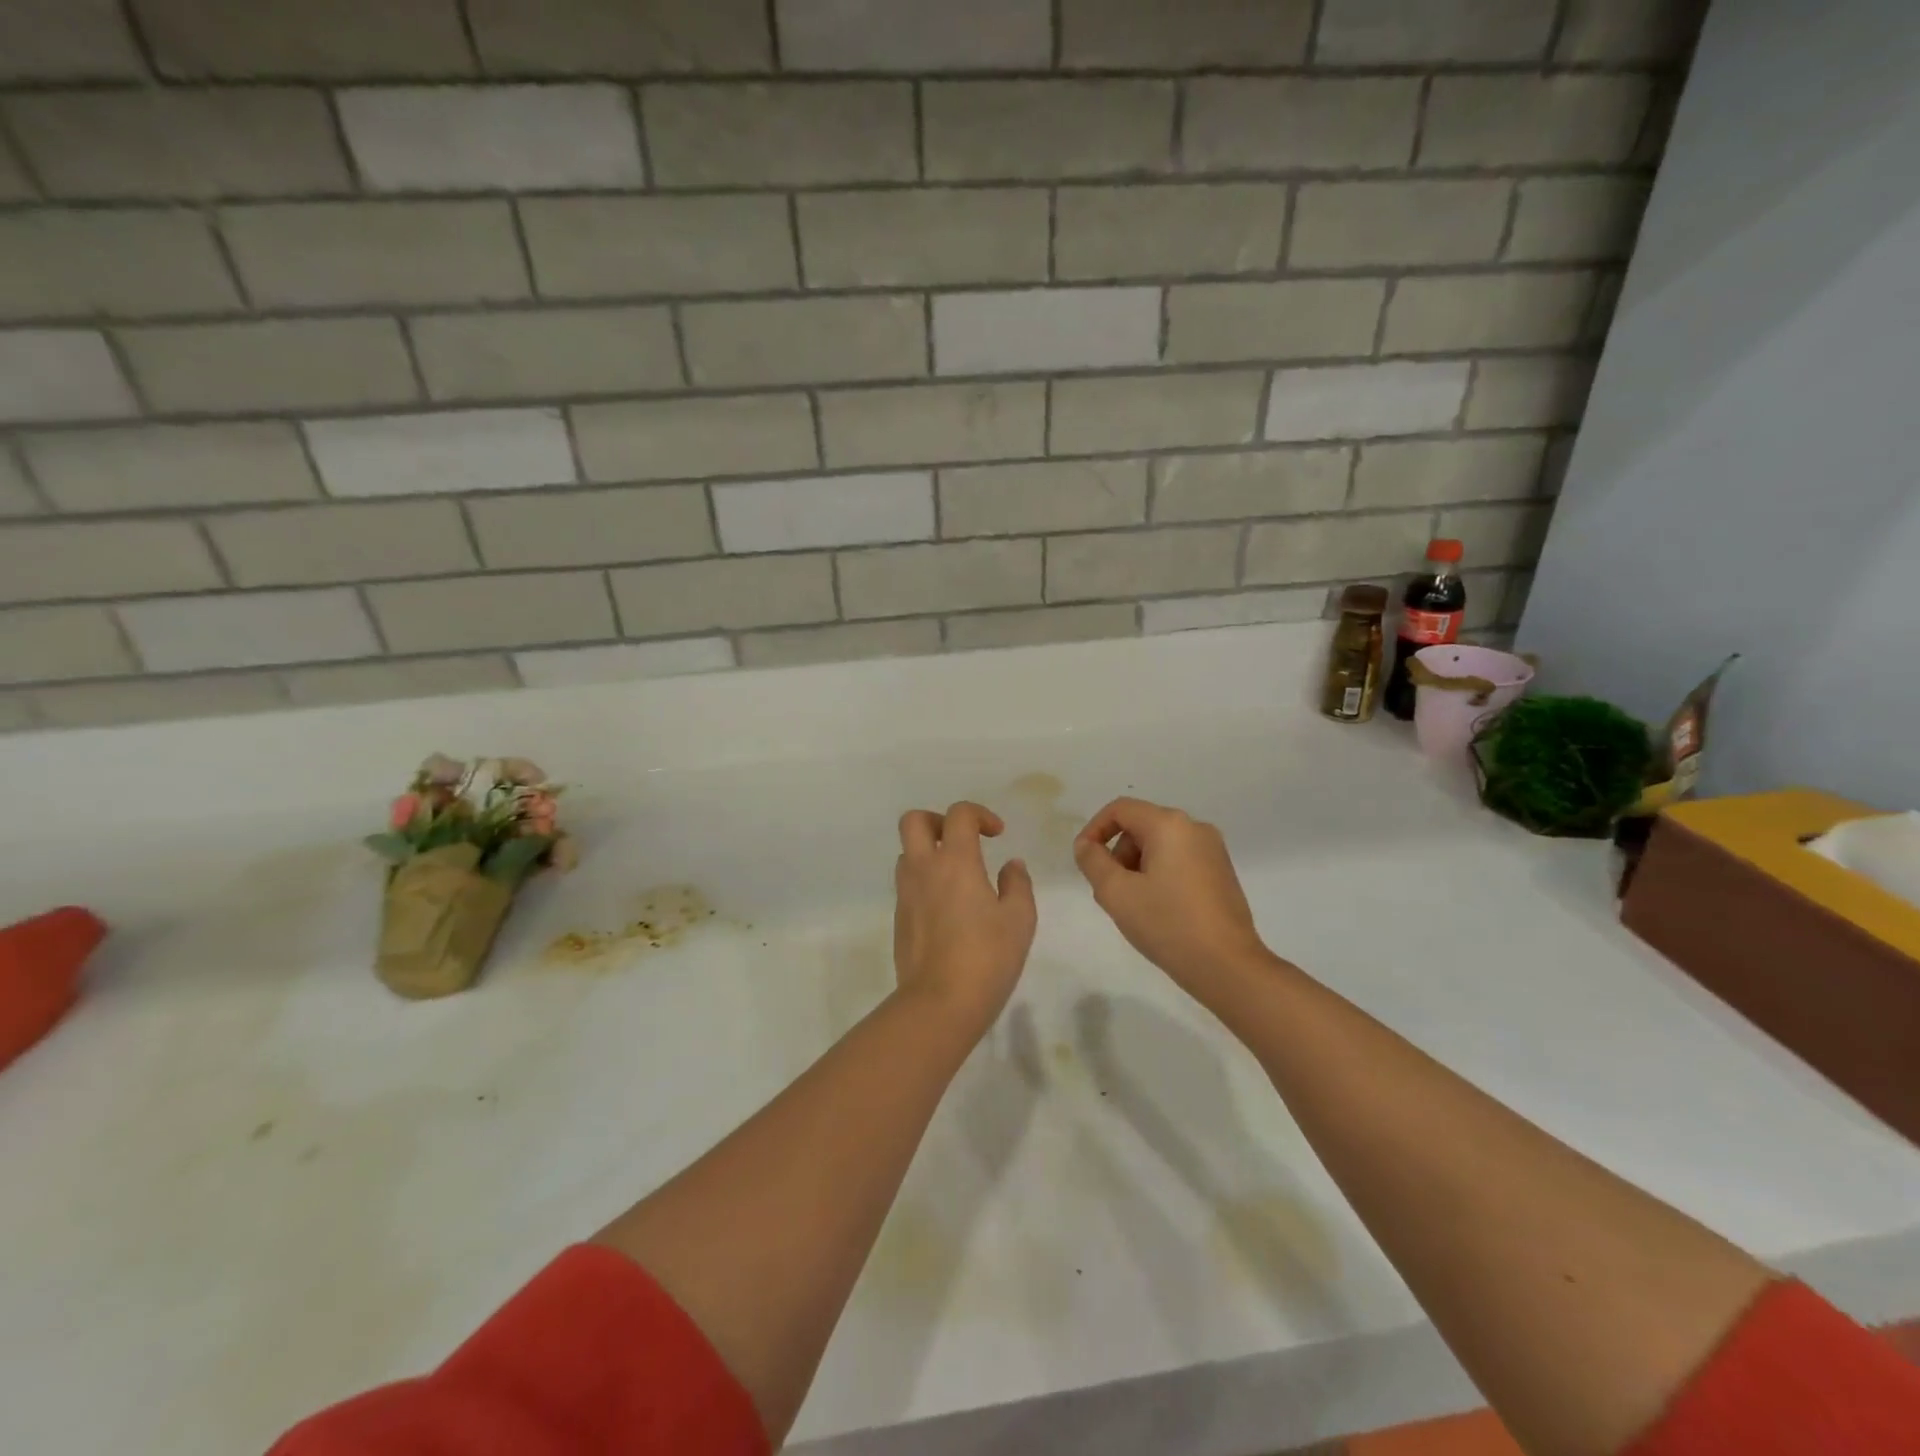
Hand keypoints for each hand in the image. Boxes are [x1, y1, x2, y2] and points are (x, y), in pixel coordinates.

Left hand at [893, 802, 1037, 1029]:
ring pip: (907, 853)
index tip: (997, 835)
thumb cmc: (987, 957)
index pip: (959, 814)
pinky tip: (949, 909)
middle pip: (914, 821)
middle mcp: (923, 869)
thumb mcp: (1019, 920)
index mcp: (955, 861)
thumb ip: (1018, 885)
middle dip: (938, 821)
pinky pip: (907, 884)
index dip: (979, 814)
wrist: (939, 1003)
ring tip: (958, 877)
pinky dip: (925, 882)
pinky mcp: (899, 919)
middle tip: (963, 842)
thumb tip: (1011, 866)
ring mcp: (906, 894)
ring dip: (929, 853)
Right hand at [1073, 797, 1268, 996]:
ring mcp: (1213, 850)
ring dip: (1137, 867)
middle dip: (1118, 854)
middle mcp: (1195, 828)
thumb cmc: (1168, 924)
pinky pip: (1178, 861)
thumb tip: (1086, 845)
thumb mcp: (1116, 893)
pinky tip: (1159, 910)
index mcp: (1170, 825)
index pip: (1120, 809)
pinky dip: (1159, 876)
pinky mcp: (1221, 872)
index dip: (1094, 830)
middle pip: (1140, 826)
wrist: (1228, 966)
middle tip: (1110, 892)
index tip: (1084, 861)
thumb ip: (1092, 861)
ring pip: (1159, 845)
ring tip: (1134, 906)